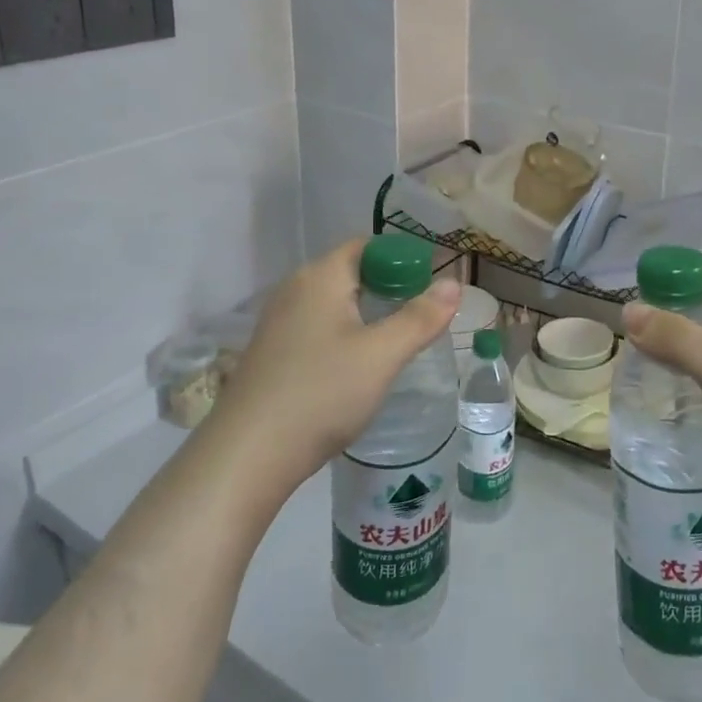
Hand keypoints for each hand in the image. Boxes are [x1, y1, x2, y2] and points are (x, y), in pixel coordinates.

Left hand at [209, 240, 460, 497]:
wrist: (247, 455)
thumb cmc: (321, 393)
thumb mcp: (382, 355)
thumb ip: (420, 317)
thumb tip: (453, 283)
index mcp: (320, 276)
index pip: (367, 246)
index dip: (402, 258)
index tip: (431, 285)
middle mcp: (295, 289)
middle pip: (350, 272)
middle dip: (388, 287)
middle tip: (421, 315)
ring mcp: (278, 322)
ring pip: (334, 303)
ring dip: (366, 313)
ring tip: (396, 341)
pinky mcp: (272, 352)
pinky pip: (317, 327)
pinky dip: (344, 334)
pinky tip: (357, 366)